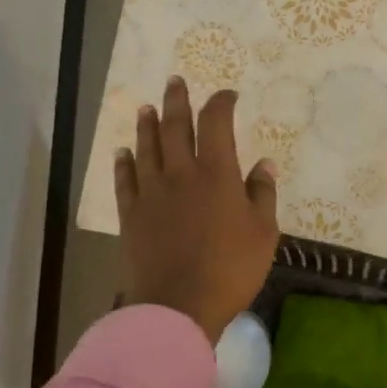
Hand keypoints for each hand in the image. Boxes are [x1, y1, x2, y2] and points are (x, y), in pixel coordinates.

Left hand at [115, 77, 280, 342]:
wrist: (178, 305)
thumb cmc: (230, 269)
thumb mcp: (263, 233)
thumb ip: (262, 194)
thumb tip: (263, 163)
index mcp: (217, 173)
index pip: (216, 124)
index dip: (221, 103)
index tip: (227, 95)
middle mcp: (181, 173)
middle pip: (175, 126)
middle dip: (177, 101)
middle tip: (174, 82)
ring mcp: (151, 192)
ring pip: (147, 148)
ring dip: (147, 124)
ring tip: (146, 108)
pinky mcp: (131, 214)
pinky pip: (125, 180)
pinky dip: (124, 163)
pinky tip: (123, 153)